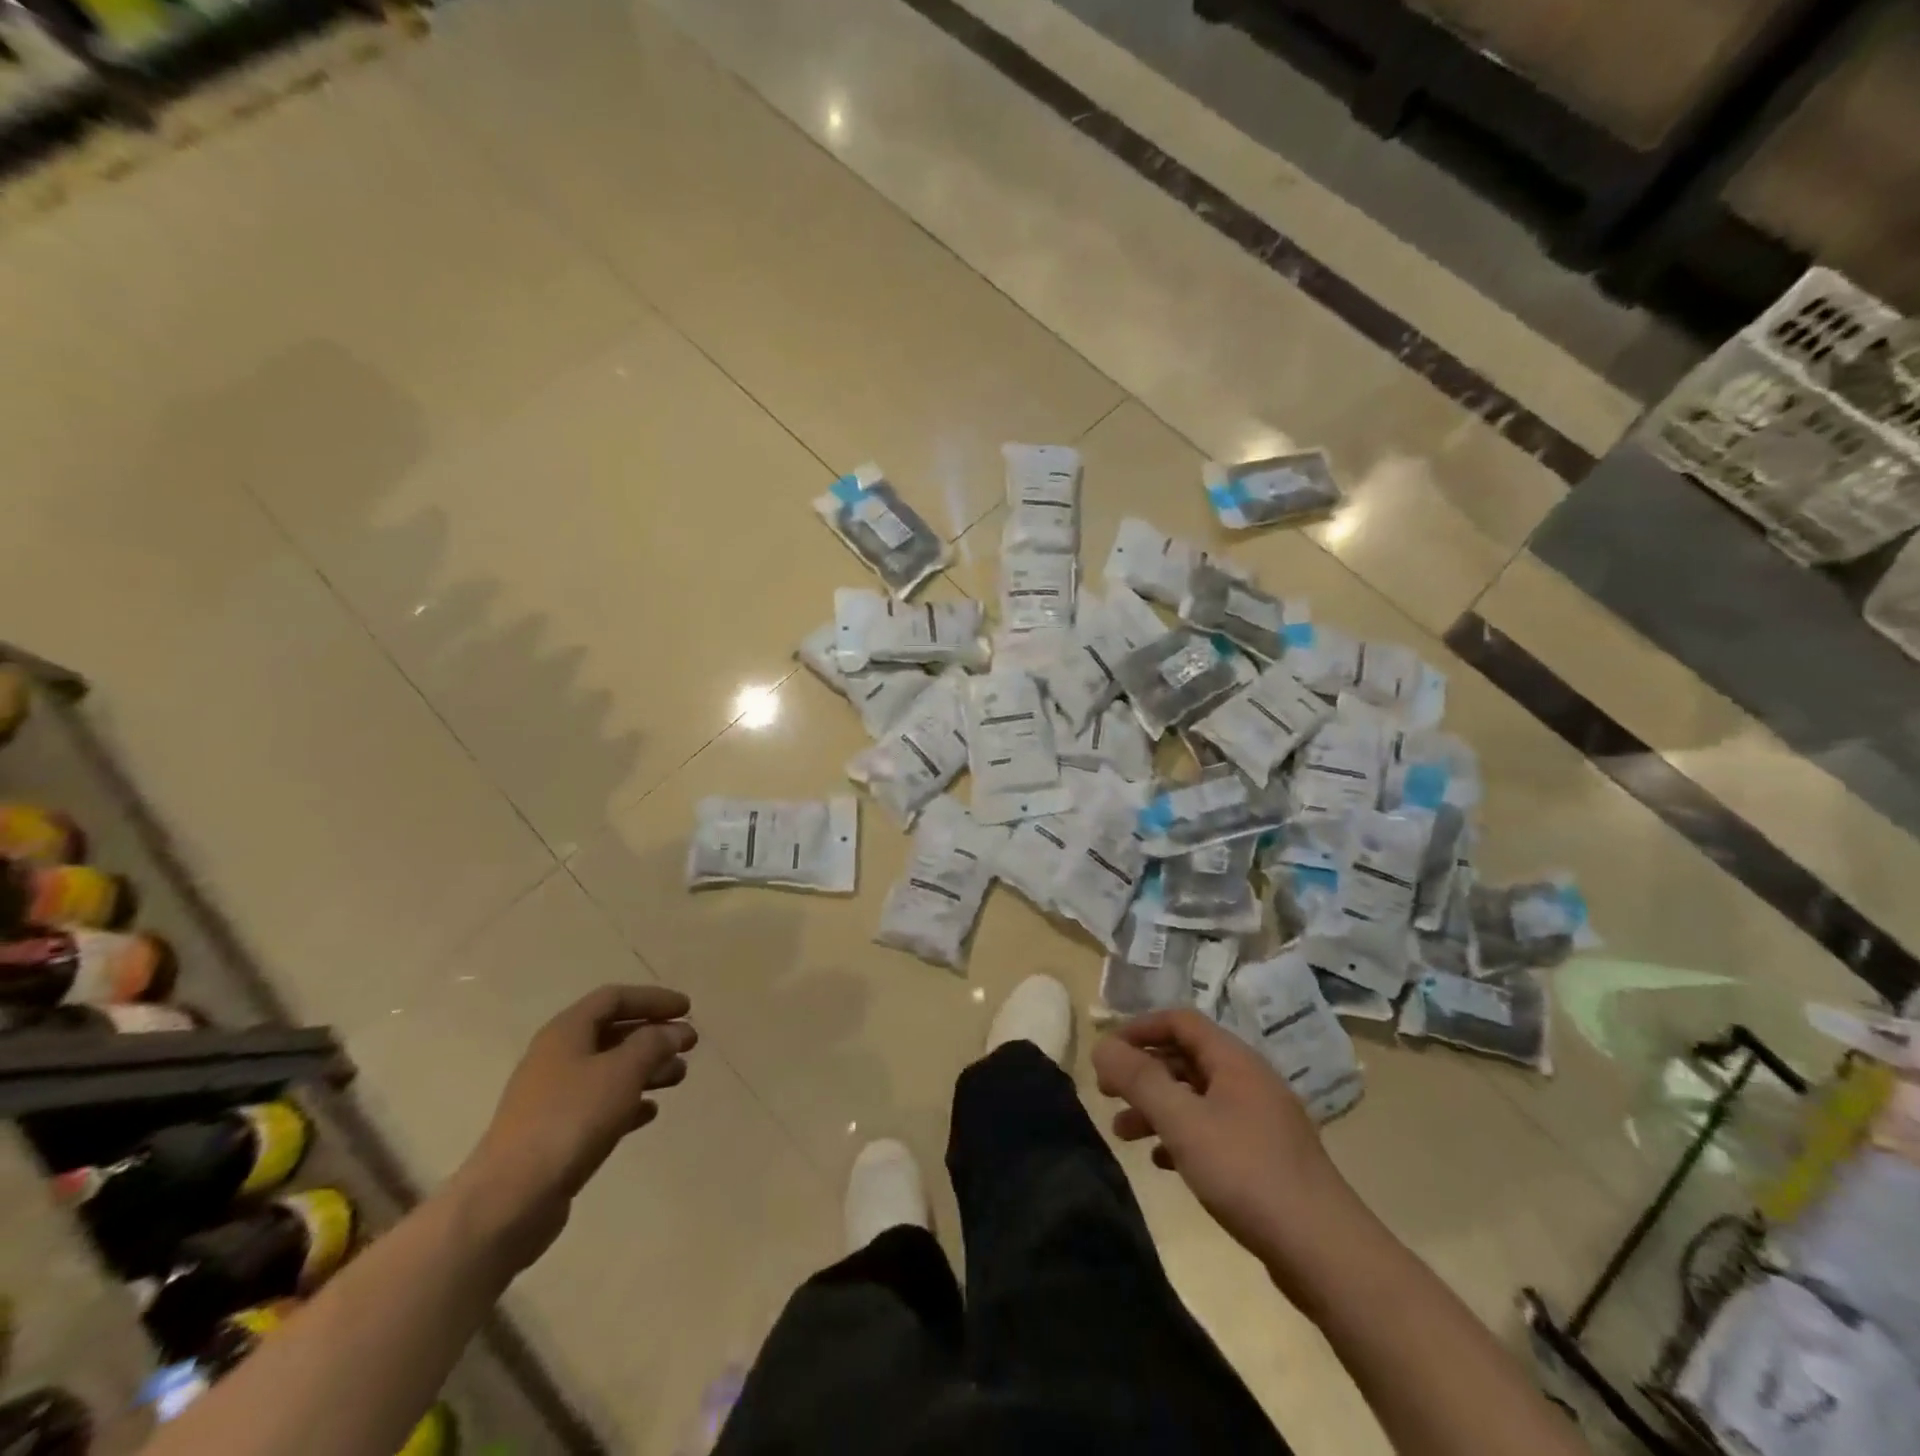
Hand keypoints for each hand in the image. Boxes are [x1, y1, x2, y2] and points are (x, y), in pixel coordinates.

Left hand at [456, 984, 696, 1265]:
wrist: (510, 1199)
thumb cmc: (571, 1119)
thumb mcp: (622, 1072)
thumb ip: (653, 1044)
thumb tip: (674, 1030)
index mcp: (566, 1032)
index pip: (614, 998)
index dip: (653, 999)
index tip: (687, 1009)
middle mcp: (556, 1057)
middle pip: (612, 1033)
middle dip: (653, 1034)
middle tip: (689, 1044)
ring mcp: (552, 1097)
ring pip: (608, 1070)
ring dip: (646, 1068)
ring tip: (679, 1077)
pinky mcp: (554, 1133)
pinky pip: (599, 1105)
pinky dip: (628, 1102)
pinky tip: (650, 1112)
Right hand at [1093, 1009, 1351, 1285]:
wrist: (1325, 1252)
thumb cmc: (1247, 1173)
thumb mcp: (1183, 1122)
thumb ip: (1139, 1080)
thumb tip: (1101, 1045)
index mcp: (1235, 1061)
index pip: (1180, 1021)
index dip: (1139, 1028)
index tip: (1106, 1052)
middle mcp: (1249, 1080)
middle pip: (1186, 1058)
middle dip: (1143, 1071)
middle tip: (1106, 1093)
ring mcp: (1261, 1120)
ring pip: (1197, 1097)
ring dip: (1157, 1107)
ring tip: (1123, 1134)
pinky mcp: (1266, 1158)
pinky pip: (1213, 1129)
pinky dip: (1182, 1136)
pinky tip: (1162, 1162)